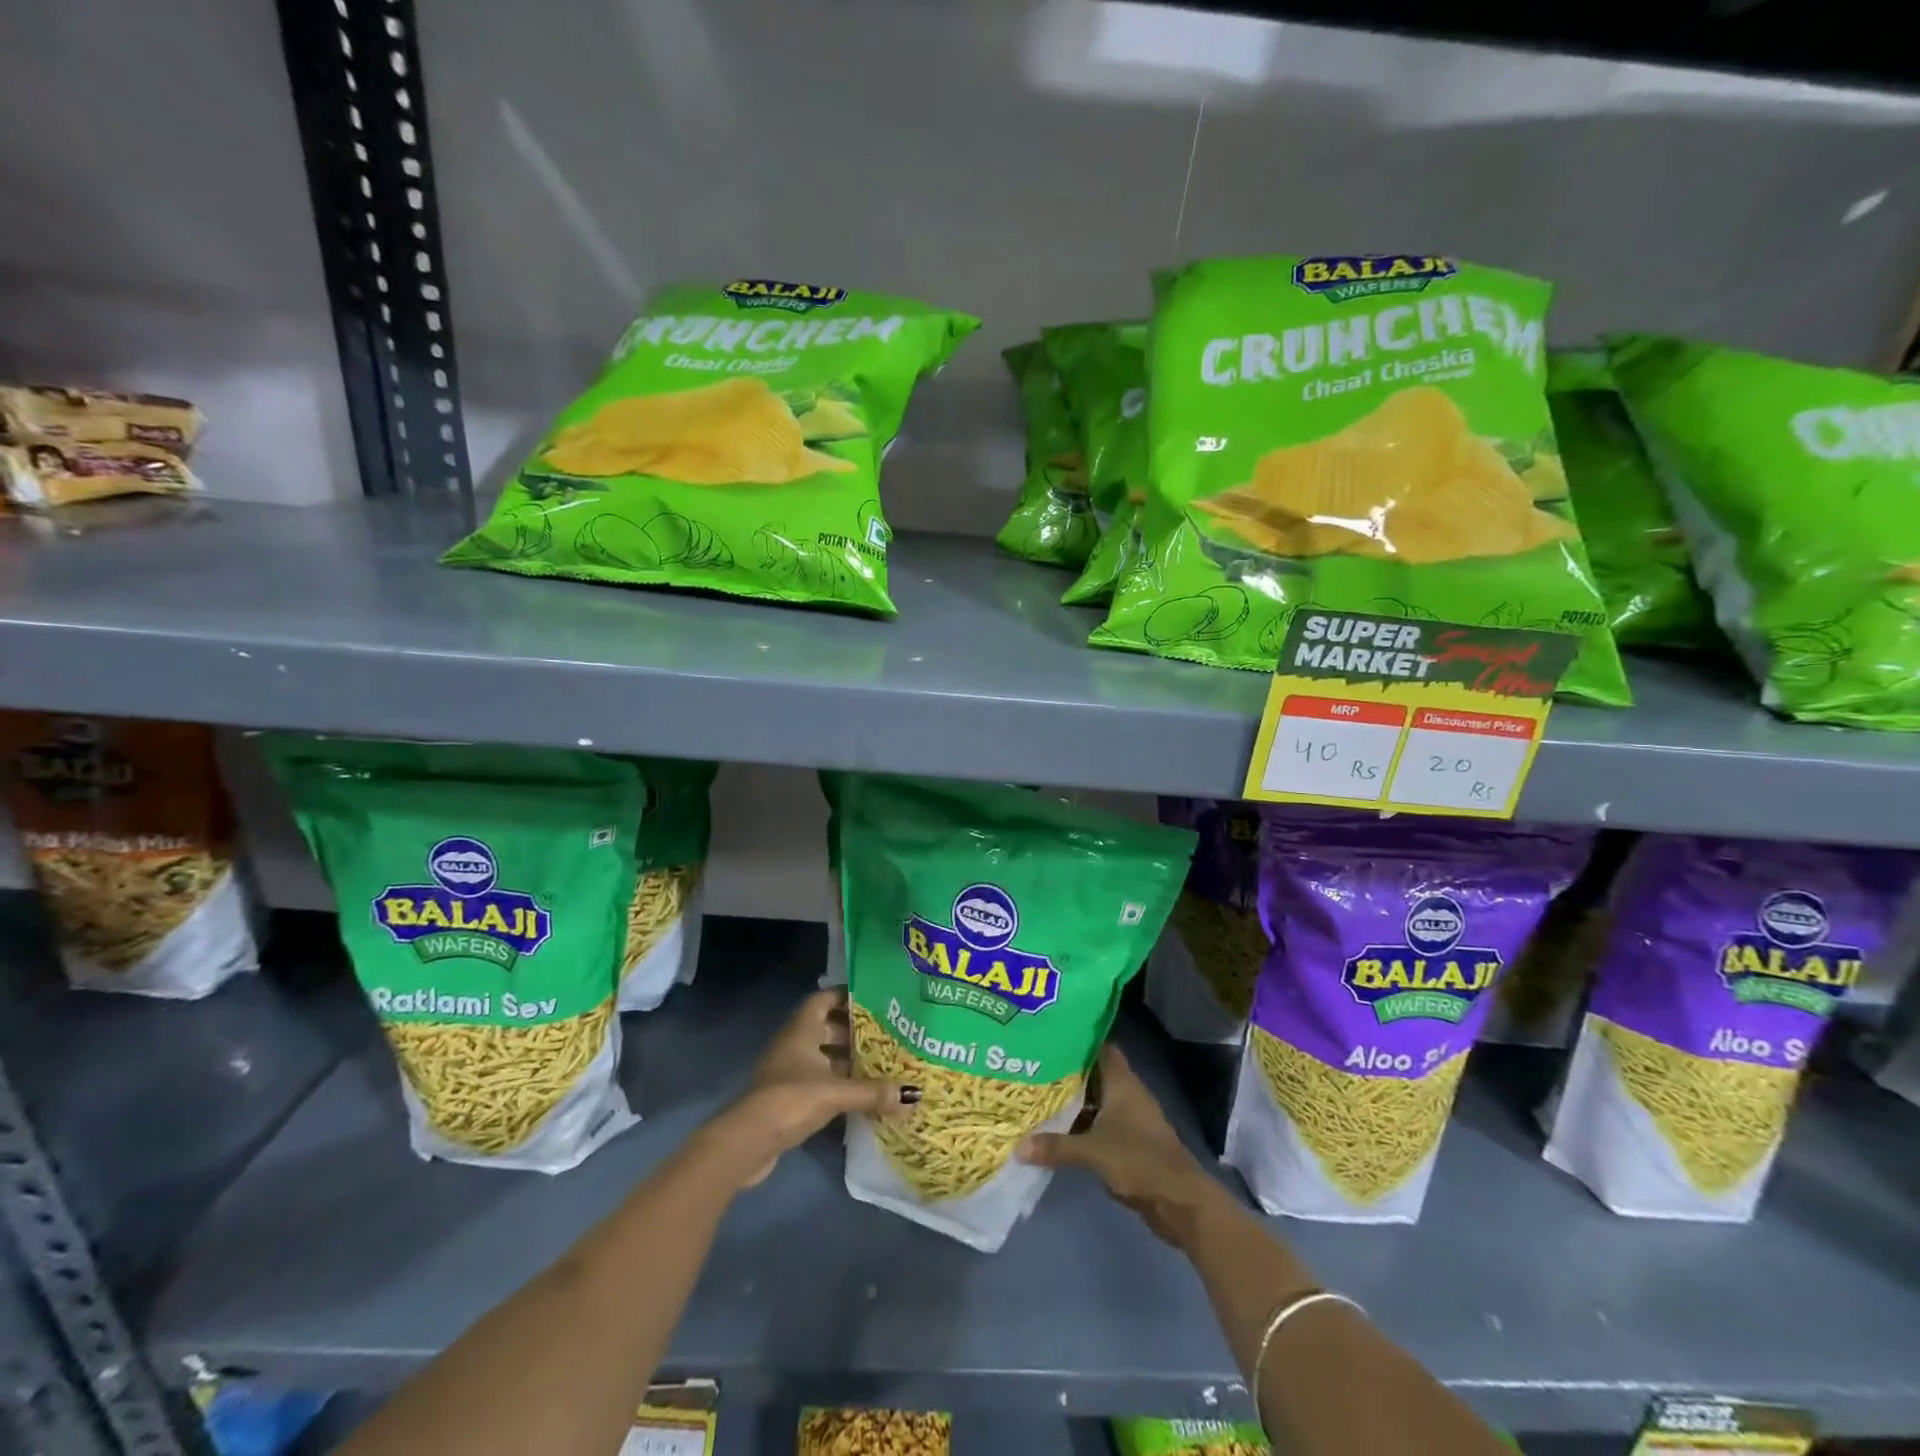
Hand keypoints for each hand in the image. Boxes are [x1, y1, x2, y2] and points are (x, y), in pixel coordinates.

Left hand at [699, 989, 913, 1189]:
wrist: (748, 1141)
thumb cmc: (791, 1098)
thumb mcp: (835, 1092)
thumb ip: (872, 1092)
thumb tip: (912, 1095)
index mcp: (801, 1029)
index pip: (824, 999)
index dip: (846, 996)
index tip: (874, 1000)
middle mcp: (794, 1044)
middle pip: (826, 1028)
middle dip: (853, 1031)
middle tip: (886, 1034)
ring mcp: (788, 1071)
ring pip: (823, 1057)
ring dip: (846, 1060)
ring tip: (880, 1064)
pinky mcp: (787, 1098)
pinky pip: (818, 1081)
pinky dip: (837, 1084)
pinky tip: (860, 1095)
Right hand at [1018, 1043, 1217, 1245]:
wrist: (1179, 1201)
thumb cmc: (1139, 1161)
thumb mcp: (1092, 1152)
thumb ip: (1056, 1147)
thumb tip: (1017, 1147)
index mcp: (1122, 1082)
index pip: (1100, 1048)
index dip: (1078, 1041)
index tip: (1050, 1037)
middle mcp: (1127, 1094)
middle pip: (1095, 1074)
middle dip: (1067, 1073)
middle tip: (1034, 1068)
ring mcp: (1131, 1118)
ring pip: (1097, 1101)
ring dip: (1074, 1102)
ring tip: (1038, 1096)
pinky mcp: (1130, 1142)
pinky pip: (1101, 1124)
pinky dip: (1083, 1125)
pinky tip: (1058, 1130)